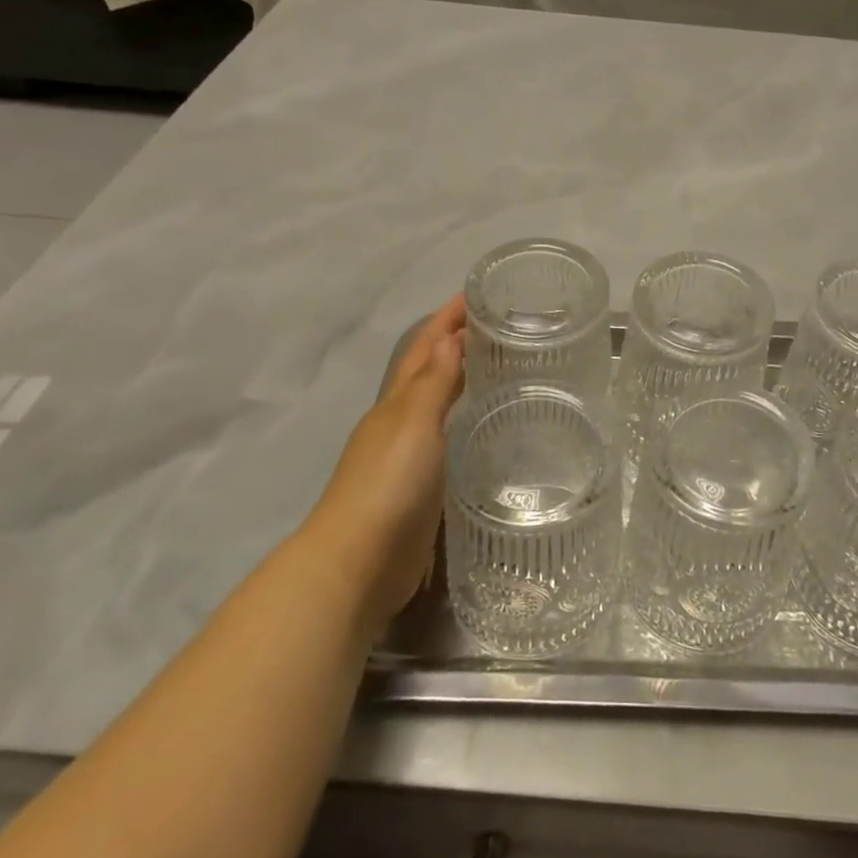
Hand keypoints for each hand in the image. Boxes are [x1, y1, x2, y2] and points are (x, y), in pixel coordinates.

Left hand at [300, 295, 465, 636]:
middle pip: (429, 371)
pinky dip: (463, 421)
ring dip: (460, 380)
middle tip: (498, 326)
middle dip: (455, 343)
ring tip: (499, 367)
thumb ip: (433, 382)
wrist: (357, 563)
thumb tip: (450, 337)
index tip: (475, 294)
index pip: (425, 347)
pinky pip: (447, 440)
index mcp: (397, 402)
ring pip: (438, 405)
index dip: (446, 319)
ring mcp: (408, 456)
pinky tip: (485, 428)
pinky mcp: (422, 489)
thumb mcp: (413, 423)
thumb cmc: (388, 483)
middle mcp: (400, 422)